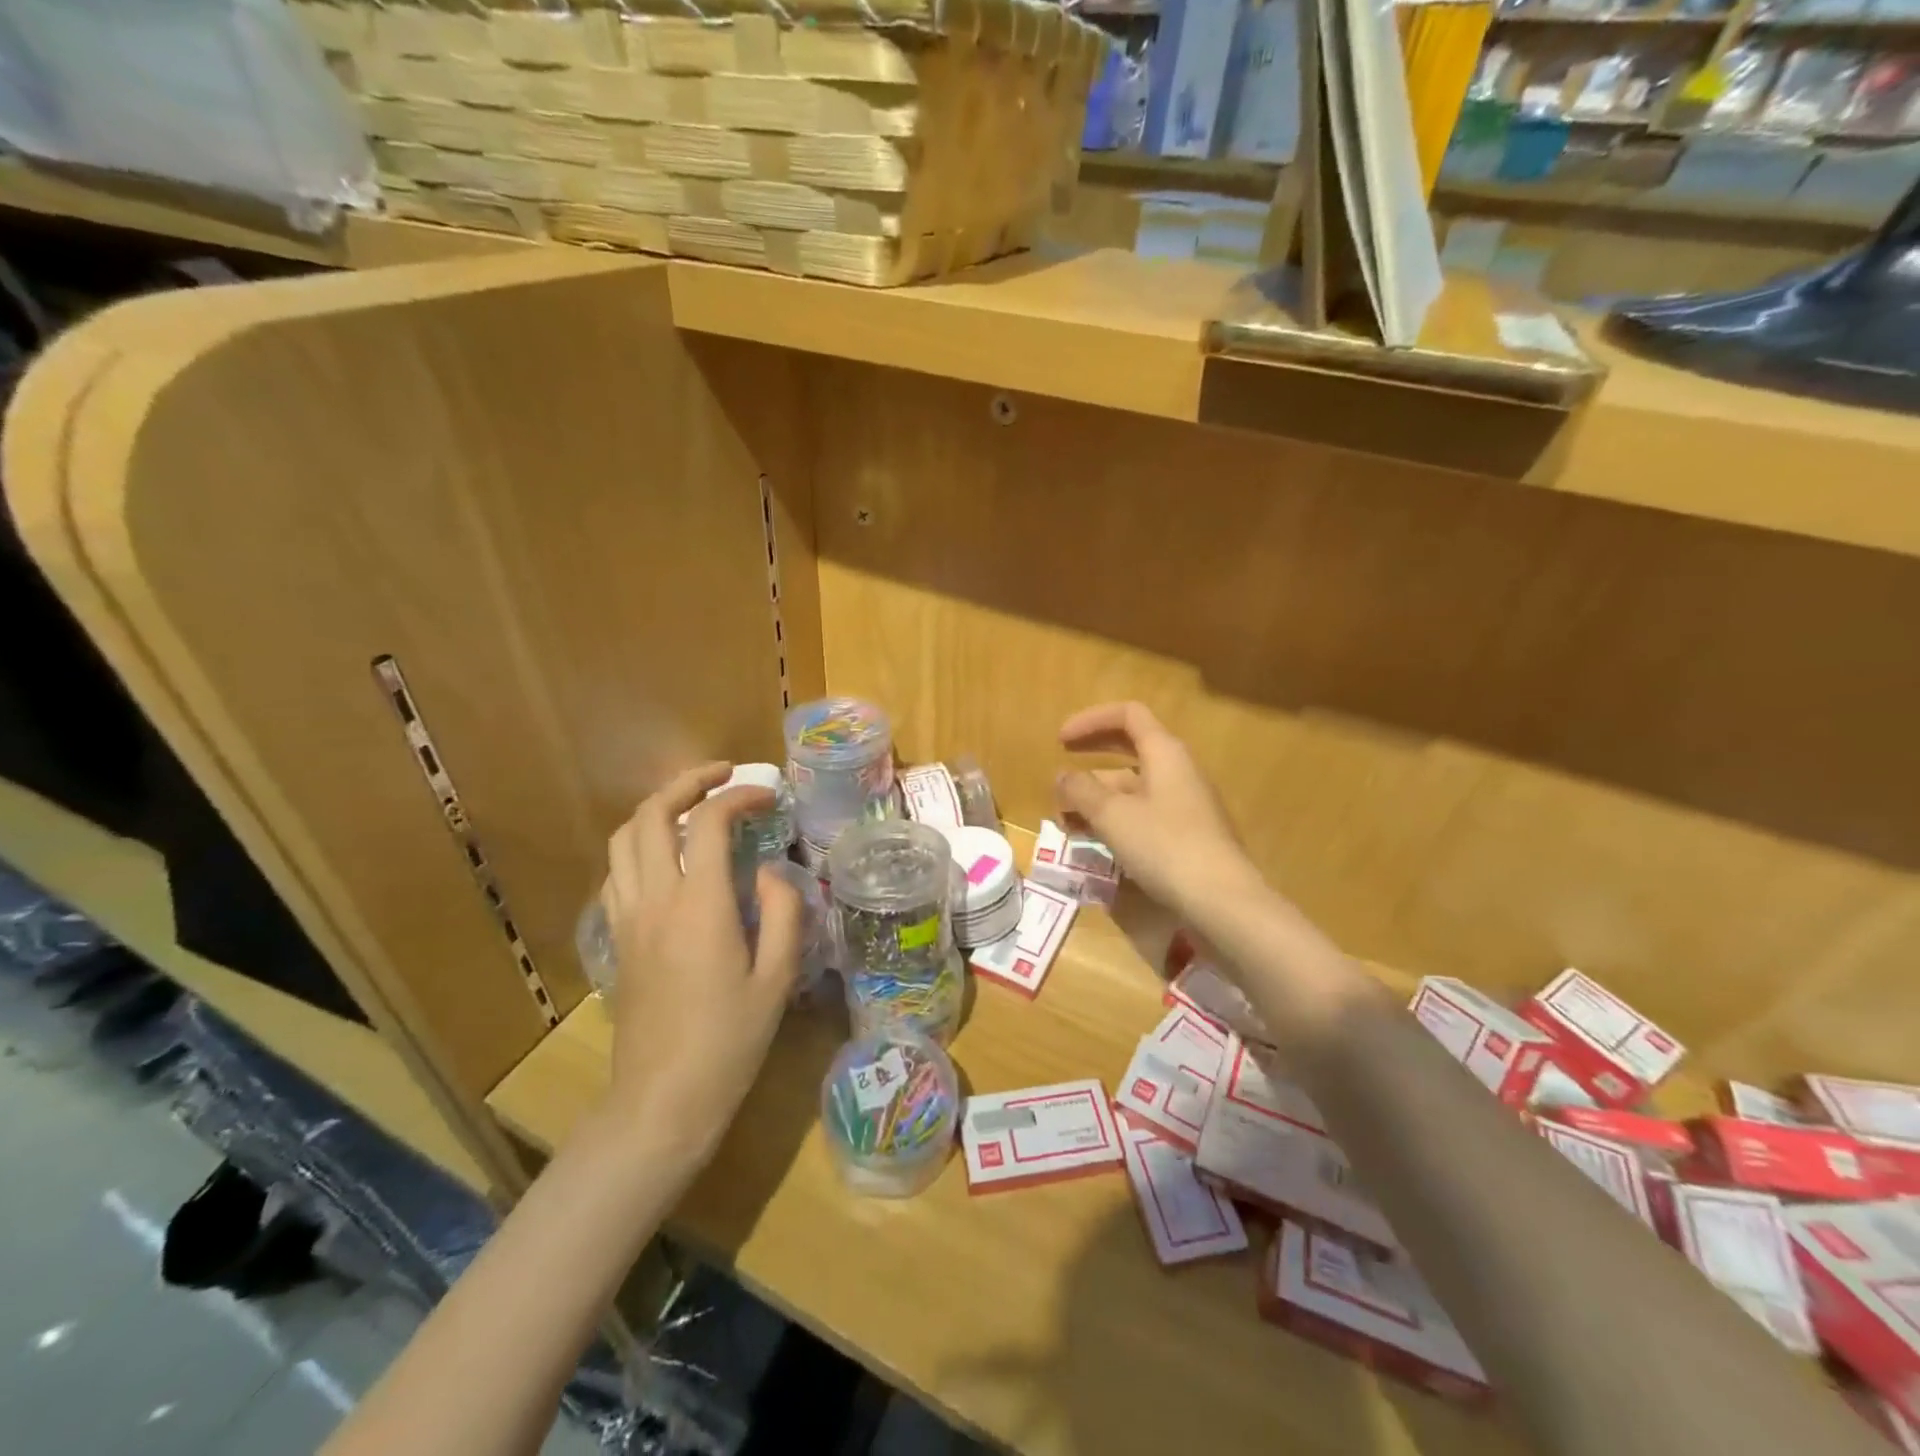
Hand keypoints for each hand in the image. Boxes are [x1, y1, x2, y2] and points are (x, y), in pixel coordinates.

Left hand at [598, 763, 801, 1166]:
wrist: (662, 1100)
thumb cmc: (730, 1042)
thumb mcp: (777, 978)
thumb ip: (782, 912)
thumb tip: (770, 871)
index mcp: (700, 905)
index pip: (711, 823)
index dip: (740, 796)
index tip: (768, 796)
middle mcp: (655, 899)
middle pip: (652, 815)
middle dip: (687, 783)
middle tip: (722, 776)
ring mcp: (627, 918)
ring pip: (624, 838)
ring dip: (657, 809)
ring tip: (692, 807)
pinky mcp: (616, 938)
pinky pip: (617, 872)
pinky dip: (640, 846)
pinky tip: (667, 858)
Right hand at [1056, 702, 1261, 916]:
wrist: (1222, 901)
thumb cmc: (1165, 846)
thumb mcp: (1112, 815)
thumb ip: (1081, 790)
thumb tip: (1063, 777)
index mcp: (1165, 752)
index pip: (1127, 715)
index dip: (1090, 721)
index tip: (1060, 741)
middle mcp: (1178, 771)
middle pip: (1129, 750)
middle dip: (1089, 761)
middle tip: (1060, 778)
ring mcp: (1185, 804)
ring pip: (1133, 787)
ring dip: (1096, 798)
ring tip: (1065, 822)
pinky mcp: (1186, 834)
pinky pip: (1143, 813)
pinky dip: (1114, 819)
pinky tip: (1093, 842)